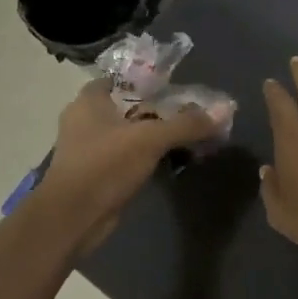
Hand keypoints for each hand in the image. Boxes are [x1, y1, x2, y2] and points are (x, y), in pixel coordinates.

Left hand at [33, 80, 222, 253]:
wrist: (72, 219)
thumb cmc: (104, 166)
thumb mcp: (150, 139)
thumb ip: (187, 124)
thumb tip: (225, 109)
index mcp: (89, 101)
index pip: (123, 78)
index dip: (150, 80)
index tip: (178, 87)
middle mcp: (85, 120)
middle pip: (130, 106)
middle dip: (159, 110)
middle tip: (191, 112)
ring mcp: (89, 148)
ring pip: (130, 133)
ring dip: (155, 135)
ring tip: (188, 136)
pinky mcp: (97, 173)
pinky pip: (127, 156)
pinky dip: (147, 156)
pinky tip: (171, 159)